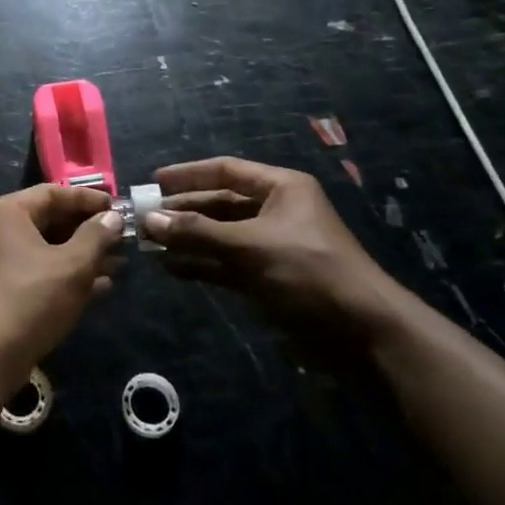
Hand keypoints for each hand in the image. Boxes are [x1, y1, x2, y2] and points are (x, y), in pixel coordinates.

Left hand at [0, 184, 123, 397]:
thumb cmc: (31, 298)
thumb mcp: (72, 265)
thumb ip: (96, 236)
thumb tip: (113, 217)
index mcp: (8, 212)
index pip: (53, 193)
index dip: (88, 199)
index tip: (119, 208)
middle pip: (50, 219)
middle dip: (88, 229)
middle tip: (123, 236)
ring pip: (48, 248)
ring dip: (83, 254)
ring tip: (120, 263)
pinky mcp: (4, 288)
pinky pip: (41, 270)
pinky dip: (68, 274)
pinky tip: (101, 286)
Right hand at [143, 157, 402, 349]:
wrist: (361, 333)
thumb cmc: (308, 271)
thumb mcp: (250, 246)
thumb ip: (198, 232)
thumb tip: (149, 220)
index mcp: (281, 189)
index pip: (226, 171)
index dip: (189, 175)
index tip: (153, 182)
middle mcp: (275, 211)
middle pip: (219, 203)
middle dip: (183, 212)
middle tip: (144, 218)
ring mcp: (271, 246)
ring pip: (220, 235)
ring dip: (188, 239)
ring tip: (149, 244)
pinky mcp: (268, 278)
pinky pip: (226, 263)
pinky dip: (201, 264)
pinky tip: (172, 268)